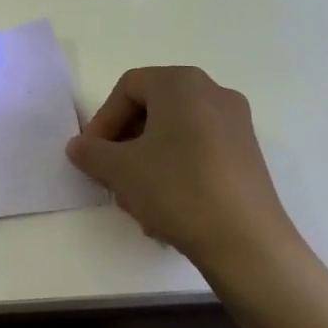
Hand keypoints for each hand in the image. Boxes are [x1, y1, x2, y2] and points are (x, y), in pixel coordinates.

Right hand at [66, 67, 300, 273]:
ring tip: (137, 203)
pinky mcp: (248, 156)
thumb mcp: (119, 170)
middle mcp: (213, 93)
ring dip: (147, 164)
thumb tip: (79, 147)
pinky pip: (198, 152)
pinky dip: (175, 172)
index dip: (103, 121)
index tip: (92, 155)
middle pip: (151, 110)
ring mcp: (236, 124)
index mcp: (181, 84)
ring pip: (173, 135)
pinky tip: (166, 210)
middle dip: (125, 145)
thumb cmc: (177, 190)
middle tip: (111, 177)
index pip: (127, 89)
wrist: (247, 244)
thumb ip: (90, 152)